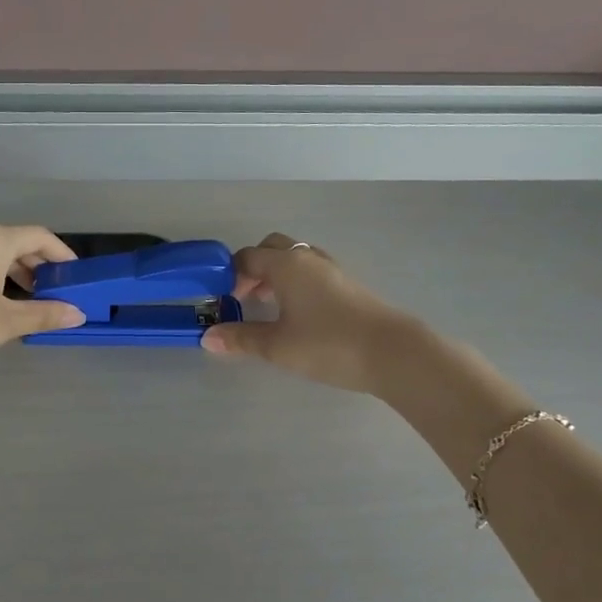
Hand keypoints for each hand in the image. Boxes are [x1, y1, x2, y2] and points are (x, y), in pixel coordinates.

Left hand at [0, 224, 86, 385]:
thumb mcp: (5, 323)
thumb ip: (44, 315)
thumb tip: (78, 314)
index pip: (40, 237)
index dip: (63, 256)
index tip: (77, 277)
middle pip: (17, 241)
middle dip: (40, 265)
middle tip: (56, 293)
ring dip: (16, 271)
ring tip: (29, 301)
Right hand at [201, 233, 418, 393]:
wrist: (392, 352)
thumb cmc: (328, 344)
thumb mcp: (277, 346)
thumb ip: (242, 339)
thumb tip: (208, 337)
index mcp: (286, 265)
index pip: (247, 257)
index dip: (229, 275)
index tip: (221, 299)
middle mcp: (308, 258)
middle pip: (272, 248)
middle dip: (253, 268)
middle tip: (244, 297)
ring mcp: (332, 269)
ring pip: (295, 258)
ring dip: (276, 274)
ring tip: (268, 305)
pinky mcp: (349, 285)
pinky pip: (312, 272)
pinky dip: (296, 282)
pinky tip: (297, 312)